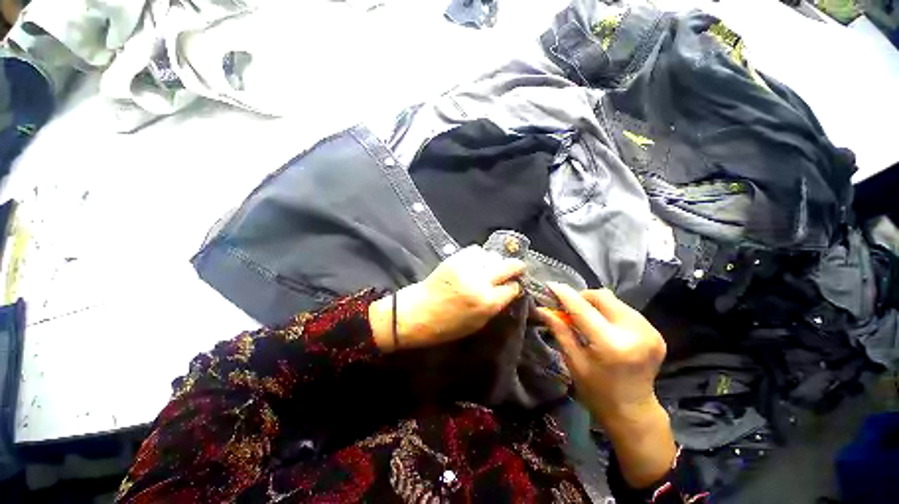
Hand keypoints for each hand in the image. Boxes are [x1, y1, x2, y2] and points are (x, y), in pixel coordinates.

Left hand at [370, 245, 524, 351]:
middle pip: (508, 266)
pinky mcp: (454, 259)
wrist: (416, 314)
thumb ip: (494, 306)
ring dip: (494, 262)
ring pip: (492, 255)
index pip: (512, 288)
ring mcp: (466, 268)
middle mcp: (480, 282)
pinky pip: (475, 250)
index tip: (514, 285)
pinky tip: (475, 263)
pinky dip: (479, 256)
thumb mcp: (477, 324)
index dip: (515, 286)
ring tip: (489, 268)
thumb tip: (507, 291)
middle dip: (516, 267)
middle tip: (517, 268)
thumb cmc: (446, 327)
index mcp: (487, 303)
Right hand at [537, 284, 675, 488]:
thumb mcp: (573, 360)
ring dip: (595, 304)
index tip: (550, 285)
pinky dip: (609, 311)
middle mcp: (635, 333)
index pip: (582, 308)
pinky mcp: (655, 332)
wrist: (634, 411)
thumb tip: (542, 308)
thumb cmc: (597, 390)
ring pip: (614, 300)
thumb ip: (559, 330)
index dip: (564, 294)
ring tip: (585, 317)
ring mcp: (650, 331)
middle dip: (581, 297)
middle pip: (602, 296)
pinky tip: (603, 325)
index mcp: (611, 344)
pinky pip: (625, 309)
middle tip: (568, 307)